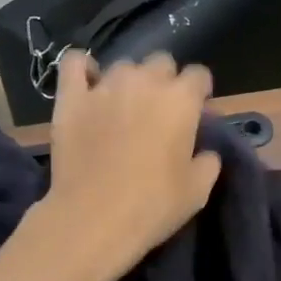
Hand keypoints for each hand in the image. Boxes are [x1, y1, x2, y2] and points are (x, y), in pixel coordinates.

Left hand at [33, 51, 221, 280]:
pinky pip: (75, 63)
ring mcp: (105, 86)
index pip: (198, 74)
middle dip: (165, 80)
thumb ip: (208, 161)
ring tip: (124, 106)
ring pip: (123, 65)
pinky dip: (83, 68)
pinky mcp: (71, 98)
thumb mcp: (198, 190)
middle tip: (160, 111)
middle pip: (161, 62)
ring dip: (129, 81)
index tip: (196, 110)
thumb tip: (206, 151)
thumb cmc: (153, 206)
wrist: (94, 218)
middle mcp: (145, 82)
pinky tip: (88, 83)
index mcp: (181, 100)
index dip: (199, 91)